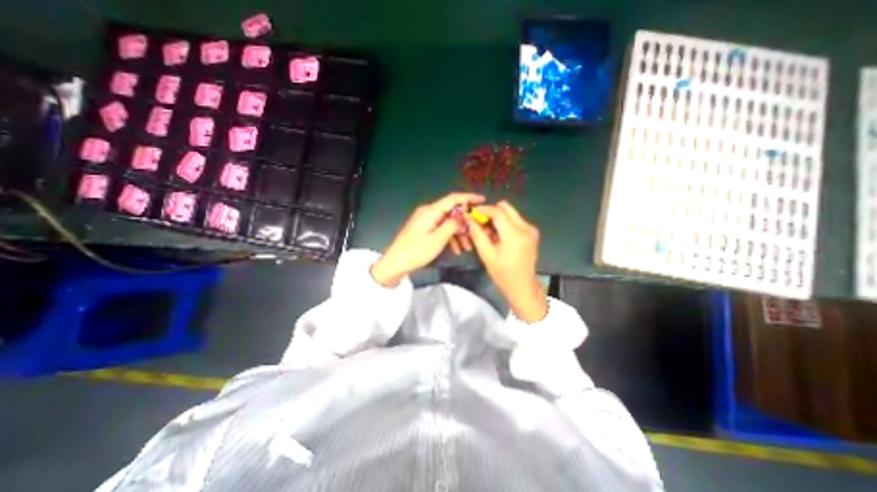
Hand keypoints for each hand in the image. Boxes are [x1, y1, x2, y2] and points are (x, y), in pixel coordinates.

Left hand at [368, 191, 482, 286]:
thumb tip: (463, 215)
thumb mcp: (438, 239)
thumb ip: (452, 225)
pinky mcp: (423, 228)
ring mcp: (425, 220)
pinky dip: (449, 236)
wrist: (396, 262)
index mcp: (431, 211)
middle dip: (465, 222)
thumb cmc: (417, 251)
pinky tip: (456, 249)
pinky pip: (440, 228)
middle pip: (451, 212)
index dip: (468, 198)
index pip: (453, 198)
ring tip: (467, 247)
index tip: (482, 200)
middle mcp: (428, 212)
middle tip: (476, 233)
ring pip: (447, 222)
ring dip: (458, 233)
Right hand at [466, 201, 545, 321]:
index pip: (498, 211)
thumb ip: (477, 234)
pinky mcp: (531, 232)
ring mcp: (530, 229)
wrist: (522, 286)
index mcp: (514, 234)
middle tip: (479, 222)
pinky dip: (504, 223)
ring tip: (487, 231)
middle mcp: (526, 227)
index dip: (483, 209)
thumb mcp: (486, 254)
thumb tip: (468, 218)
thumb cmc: (502, 273)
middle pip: (506, 207)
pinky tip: (497, 235)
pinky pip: (515, 220)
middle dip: (490, 211)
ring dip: (497, 217)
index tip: (471, 213)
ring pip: (510, 212)